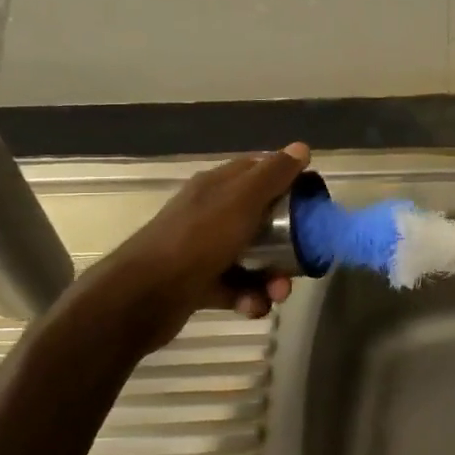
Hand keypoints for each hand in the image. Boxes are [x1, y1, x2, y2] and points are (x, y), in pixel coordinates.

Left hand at [75, 143, 310, 352]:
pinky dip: (249, 298)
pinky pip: (235, 287)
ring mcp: (203, 249)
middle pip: (261, 220)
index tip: (312, 199)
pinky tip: (253, 308)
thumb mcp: (241, 202)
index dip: (287, 181)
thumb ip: (272, 175)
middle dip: (286, 241)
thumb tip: (301, 147)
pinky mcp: (199, 283)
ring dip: (271, 276)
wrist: (142, 297)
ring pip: (251, 257)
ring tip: (277, 294)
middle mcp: (210, 213)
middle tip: (302, 258)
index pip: (258, 171)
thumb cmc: (196, 240)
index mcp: (217, 187)